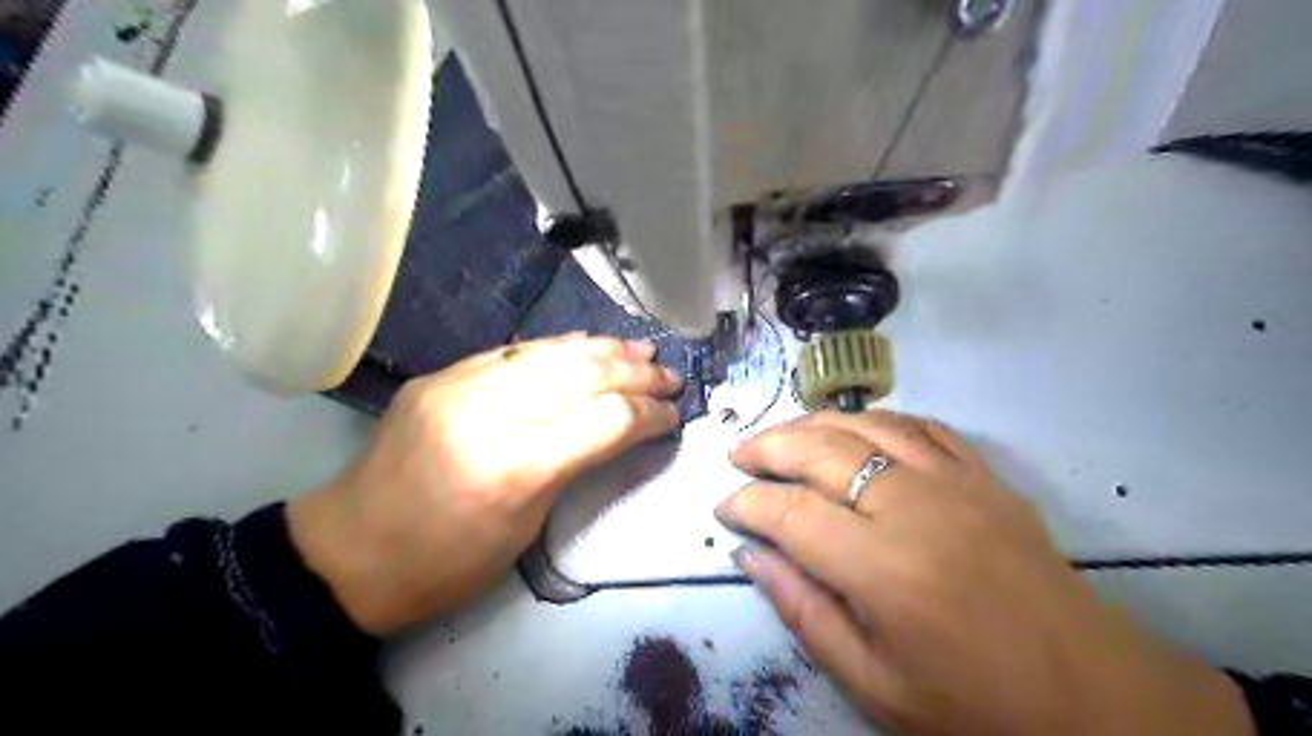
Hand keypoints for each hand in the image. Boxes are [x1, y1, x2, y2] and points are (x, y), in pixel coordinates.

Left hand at [285, 334, 674, 633]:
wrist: (348, 552)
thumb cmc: (447, 563)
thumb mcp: (527, 526)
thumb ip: (576, 464)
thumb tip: (622, 426)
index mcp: (515, 466)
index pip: (606, 418)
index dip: (649, 413)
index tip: (673, 414)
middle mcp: (488, 411)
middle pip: (583, 373)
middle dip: (637, 372)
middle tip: (670, 375)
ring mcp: (458, 384)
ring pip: (550, 350)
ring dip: (605, 348)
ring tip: (642, 350)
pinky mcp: (441, 374)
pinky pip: (513, 350)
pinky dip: (559, 346)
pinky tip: (586, 344)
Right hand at [722, 412, 1253, 735]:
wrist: (1094, 695)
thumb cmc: (975, 704)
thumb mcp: (874, 684)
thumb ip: (804, 612)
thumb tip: (751, 556)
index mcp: (882, 568)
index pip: (789, 512)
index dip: (746, 503)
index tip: (723, 506)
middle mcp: (912, 507)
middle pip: (820, 451)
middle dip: (767, 447)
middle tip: (737, 455)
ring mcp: (953, 481)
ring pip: (864, 425)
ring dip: (812, 423)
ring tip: (781, 434)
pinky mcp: (983, 475)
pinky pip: (919, 426)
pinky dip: (875, 419)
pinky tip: (853, 428)